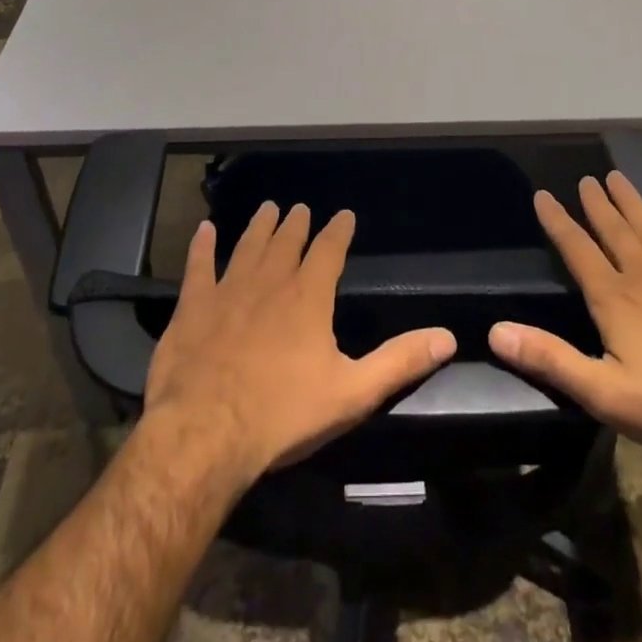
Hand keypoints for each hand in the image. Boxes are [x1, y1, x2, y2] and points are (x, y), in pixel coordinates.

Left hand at [143, 203, 457, 485]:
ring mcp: (228, 290)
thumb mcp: (352, 393)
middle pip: (286, 242)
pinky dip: (202, 247)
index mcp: (308, 297)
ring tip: (267, 208)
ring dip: (259, 226)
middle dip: (296, 224)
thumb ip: (399, 362)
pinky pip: (198, 267)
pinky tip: (204, 230)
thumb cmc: (283, 414)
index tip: (344, 215)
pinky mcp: (193, 307)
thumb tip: (448, 337)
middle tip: (299, 208)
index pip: (329, 250)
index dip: (338, 230)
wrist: (206, 433)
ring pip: (247, 246)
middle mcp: (270, 282)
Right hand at [488, 172, 641, 461]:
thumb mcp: (604, 393)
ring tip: (618, 177)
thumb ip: (550, 359)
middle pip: (613, 230)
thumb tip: (496, 331)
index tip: (543, 195)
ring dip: (632, 202)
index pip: (576, 249)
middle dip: (597, 204)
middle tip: (586, 179)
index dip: (557, 221)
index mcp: (614, 297)